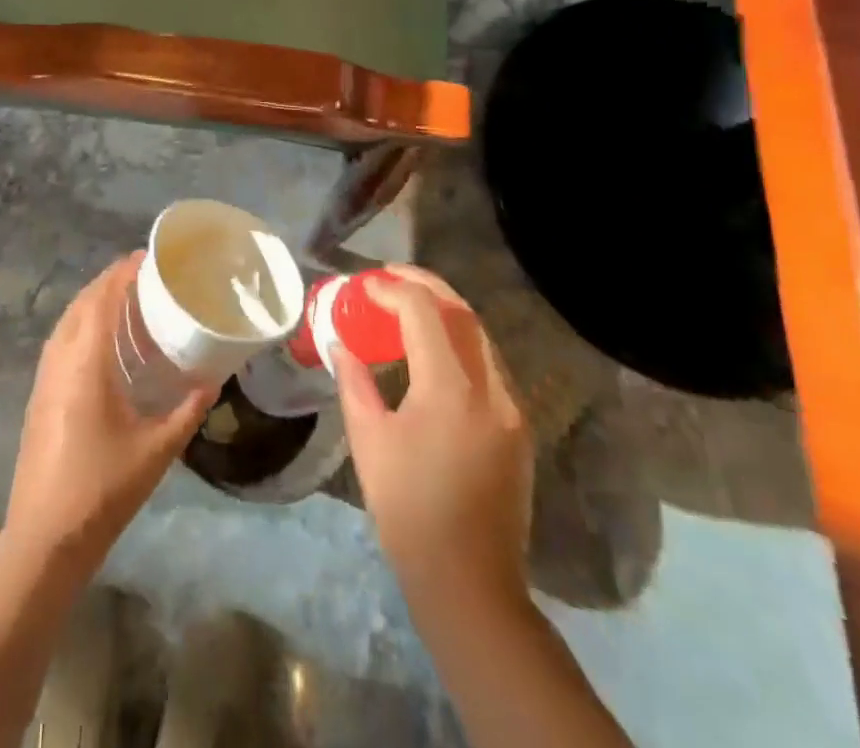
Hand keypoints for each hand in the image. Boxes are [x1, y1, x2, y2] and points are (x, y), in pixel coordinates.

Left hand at [4, 253, 214, 571]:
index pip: (103, 300)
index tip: (147, 257)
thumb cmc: (103, 489)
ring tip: (125, 298)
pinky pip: (60, 340)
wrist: (45, 537)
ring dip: (93, 300)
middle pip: (82, 303)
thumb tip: (213, 382)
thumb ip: (187, 411)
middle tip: (143, 274)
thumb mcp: (156, 451)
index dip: (123, 273)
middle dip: (110, 281)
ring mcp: (44, 377)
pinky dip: (81, 323)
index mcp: (86, 363)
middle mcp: (60, 359)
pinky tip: (101, 340)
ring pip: (67, 320)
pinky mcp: (39, 394)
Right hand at [334, 264, 533, 611]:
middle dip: (425, 284)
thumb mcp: (369, 440)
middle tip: (389, 276)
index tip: (364, 284)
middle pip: (462, 312)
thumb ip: (354, 381)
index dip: (392, 288)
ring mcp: (512, 407)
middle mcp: (490, 388)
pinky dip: (459, 340)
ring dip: (445, 310)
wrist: (470, 584)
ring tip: (407, 304)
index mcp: (450, 389)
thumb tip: (340, 343)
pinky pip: (489, 363)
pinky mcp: (519, 427)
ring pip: (481, 335)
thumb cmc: (408, 511)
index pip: (425, 312)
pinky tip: (433, 348)